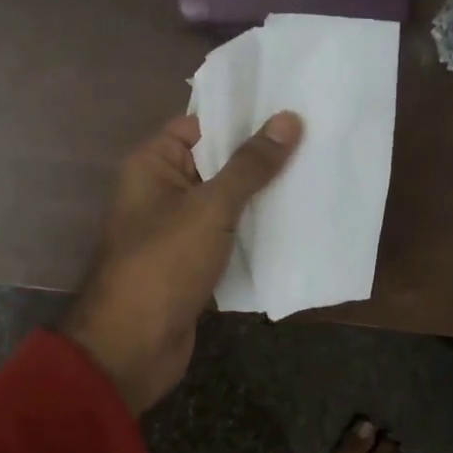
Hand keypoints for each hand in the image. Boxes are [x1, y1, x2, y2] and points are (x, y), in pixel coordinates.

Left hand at [61, 111, 301, 412]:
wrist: (133, 345)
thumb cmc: (164, 263)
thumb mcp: (210, 208)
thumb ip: (250, 165)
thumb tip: (288, 119)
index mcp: (153, 164)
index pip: (201, 124)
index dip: (242, 116)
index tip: (291, 107)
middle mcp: (162, 190)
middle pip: (217, 163)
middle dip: (262, 156)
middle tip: (317, 137)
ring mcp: (178, 229)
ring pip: (226, 202)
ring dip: (264, 195)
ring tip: (318, 173)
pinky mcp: (194, 262)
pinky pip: (229, 235)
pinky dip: (257, 231)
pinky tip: (299, 222)